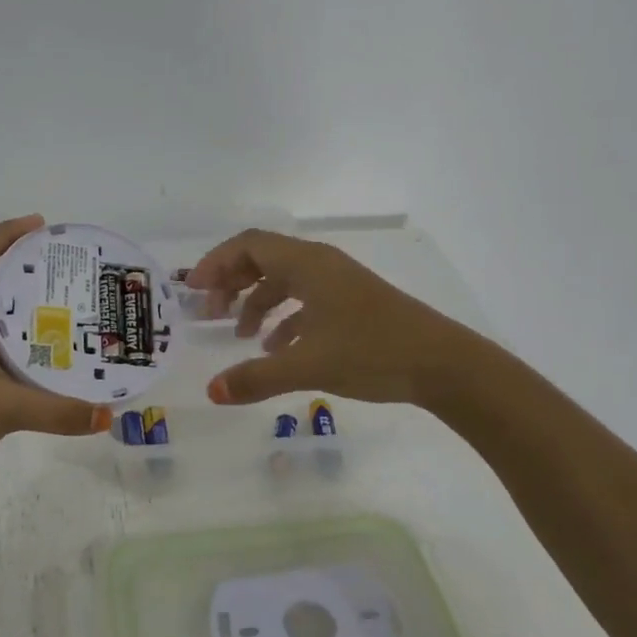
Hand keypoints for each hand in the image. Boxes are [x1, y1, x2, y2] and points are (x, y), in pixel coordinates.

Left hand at [0, 215, 112, 500]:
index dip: (5, 234)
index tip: (41, 225)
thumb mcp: (1, 409)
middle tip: (72, 270)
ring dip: (31, 308)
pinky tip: (59, 357)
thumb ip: (56, 411)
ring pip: (1, 319)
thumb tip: (107, 413)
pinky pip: (6, 351)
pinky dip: (31, 346)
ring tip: (75, 306)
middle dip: (29, 268)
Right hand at [187, 229, 464, 406]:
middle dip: (232, 283)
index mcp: (308, 265)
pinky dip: (284, 319)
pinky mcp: (353, 305)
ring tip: (240, 336)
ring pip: (285, 281)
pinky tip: (278, 350)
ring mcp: (340, 284)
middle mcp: (321, 265)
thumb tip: (211, 391)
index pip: (249, 245)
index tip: (192, 290)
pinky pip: (306, 301)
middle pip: (264, 260)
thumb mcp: (308, 366)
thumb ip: (256, 378)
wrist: (444, 364)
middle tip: (210, 313)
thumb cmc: (373, 352)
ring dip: (257, 302)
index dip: (216, 263)